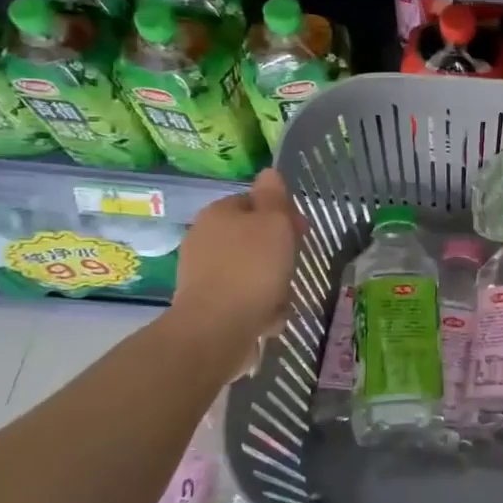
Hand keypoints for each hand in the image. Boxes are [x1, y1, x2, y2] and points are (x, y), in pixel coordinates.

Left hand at [171, 170, 302, 341]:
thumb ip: (274, 196)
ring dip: (271, 284)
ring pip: (250, 271)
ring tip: (282, 300)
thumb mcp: (274, 223)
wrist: (217, 330)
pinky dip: (258, 307)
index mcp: (218, 214)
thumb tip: (268, 172)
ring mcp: (201, 274)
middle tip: (293, 267)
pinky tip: (268, 319)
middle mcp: (203, 239)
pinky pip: (241, 299)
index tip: (301, 233)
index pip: (253, 202)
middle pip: (253, 239)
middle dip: (277, 253)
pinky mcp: (205, 306)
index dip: (281, 214)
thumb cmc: (252, 269)